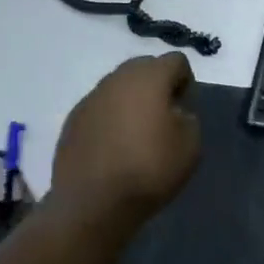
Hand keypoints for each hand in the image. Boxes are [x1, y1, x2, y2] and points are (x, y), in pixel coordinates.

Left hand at [51, 53, 201, 227]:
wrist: (94, 203)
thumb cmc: (149, 170)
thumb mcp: (191, 146)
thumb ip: (189, 118)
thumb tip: (175, 112)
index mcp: (148, 78)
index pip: (175, 60)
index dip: (186, 82)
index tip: (186, 109)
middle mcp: (115, 79)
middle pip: (144, 67)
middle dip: (158, 86)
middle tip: (164, 118)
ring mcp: (89, 98)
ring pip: (118, 87)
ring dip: (132, 101)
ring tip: (138, 134)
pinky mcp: (72, 120)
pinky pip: (100, 108)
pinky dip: (111, 118)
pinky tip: (115, 147)